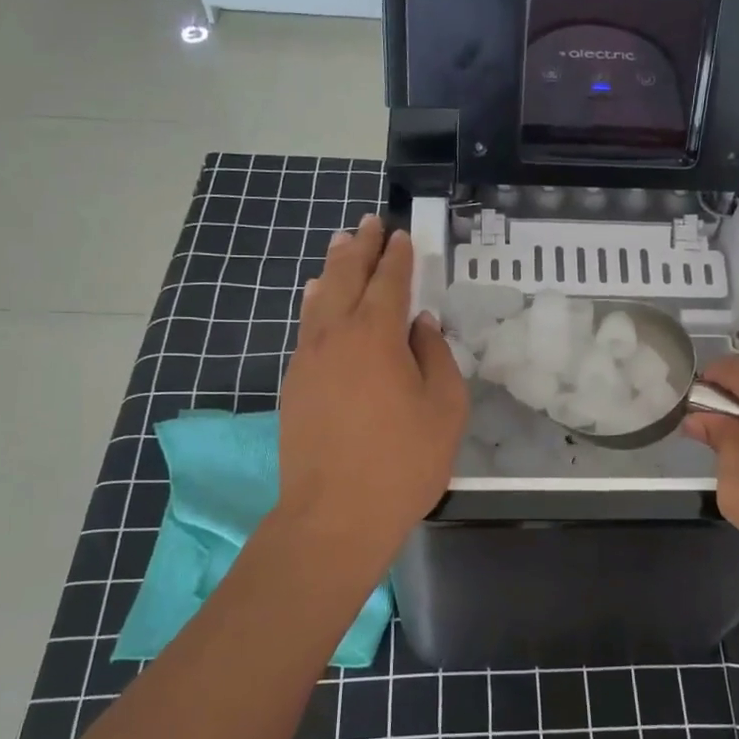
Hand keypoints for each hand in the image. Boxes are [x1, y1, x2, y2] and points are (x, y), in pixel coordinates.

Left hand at [274, 216, 467, 583]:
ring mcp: (308, 360)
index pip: (389, 282)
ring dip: (332, 269)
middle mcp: (336, 336)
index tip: (402, 235)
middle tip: (369, 223)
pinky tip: (315, 298)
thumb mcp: (444, 409)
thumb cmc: (402, 462)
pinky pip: (305, 327)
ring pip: (318, 299)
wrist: (334, 515)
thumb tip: (421, 325)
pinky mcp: (294, 384)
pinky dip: (314, 303)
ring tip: (340, 245)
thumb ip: (435, 357)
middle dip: (360, 247)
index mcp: (377, 335)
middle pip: (346, 278)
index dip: (397, 257)